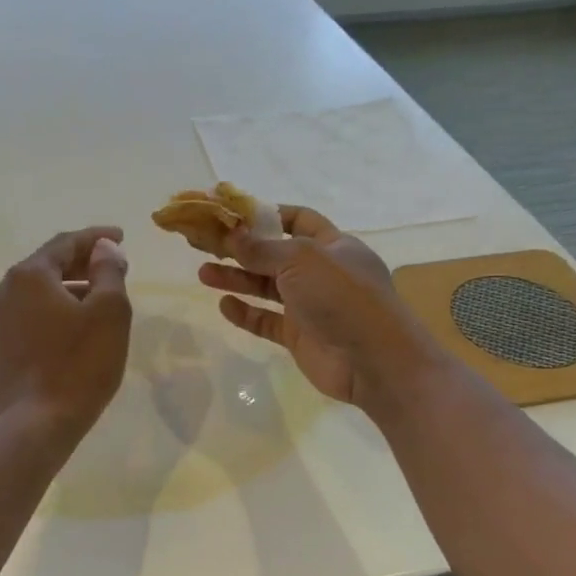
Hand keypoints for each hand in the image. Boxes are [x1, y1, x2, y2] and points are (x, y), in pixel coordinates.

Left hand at [0, 226, 132, 438]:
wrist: (36, 425)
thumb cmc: (80, 365)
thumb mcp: (109, 313)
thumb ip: (108, 271)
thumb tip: (103, 247)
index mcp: (29, 275)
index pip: (66, 243)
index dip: (96, 238)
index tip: (120, 237)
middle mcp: (1, 291)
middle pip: (45, 267)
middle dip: (79, 264)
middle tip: (108, 269)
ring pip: (32, 296)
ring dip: (62, 292)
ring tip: (90, 303)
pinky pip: (22, 321)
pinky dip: (45, 317)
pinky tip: (63, 333)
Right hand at [198, 206, 432, 406]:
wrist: (372, 360)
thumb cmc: (342, 297)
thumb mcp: (302, 260)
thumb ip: (263, 248)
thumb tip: (232, 234)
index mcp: (332, 245)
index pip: (298, 220)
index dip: (267, 215)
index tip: (232, 215)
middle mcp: (321, 272)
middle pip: (274, 254)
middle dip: (241, 248)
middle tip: (204, 244)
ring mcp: (309, 306)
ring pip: (266, 287)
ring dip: (236, 279)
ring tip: (202, 273)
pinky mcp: (299, 336)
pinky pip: (266, 321)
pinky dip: (246, 313)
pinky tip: (224, 305)